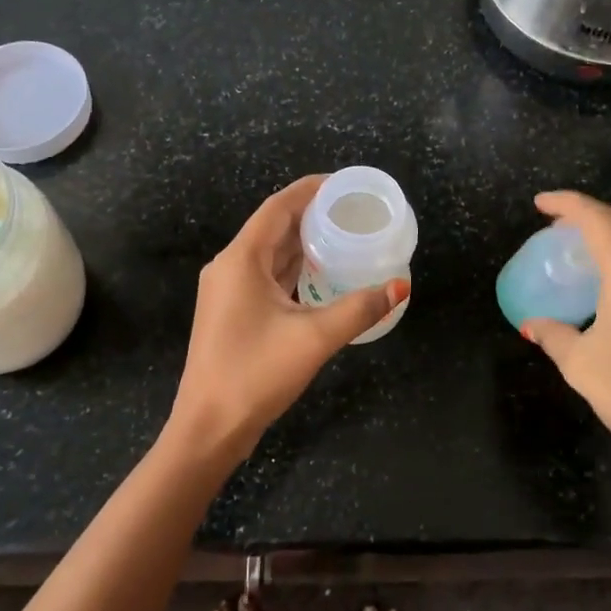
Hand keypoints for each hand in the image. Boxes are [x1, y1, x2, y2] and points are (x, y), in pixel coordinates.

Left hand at [167, 176, 406, 465]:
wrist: (209, 427)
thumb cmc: (255, 374)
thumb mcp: (314, 338)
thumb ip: (359, 308)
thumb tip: (401, 287)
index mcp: (241, 259)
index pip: (278, 207)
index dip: (311, 189)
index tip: (345, 184)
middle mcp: (230, 267)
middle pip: (274, 227)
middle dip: (313, 216)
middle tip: (354, 212)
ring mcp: (228, 291)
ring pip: (271, 254)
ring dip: (304, 244)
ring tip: (345, 238)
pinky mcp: (232, 313)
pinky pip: (267, 277)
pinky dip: (295, 270)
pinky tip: (322, 276)